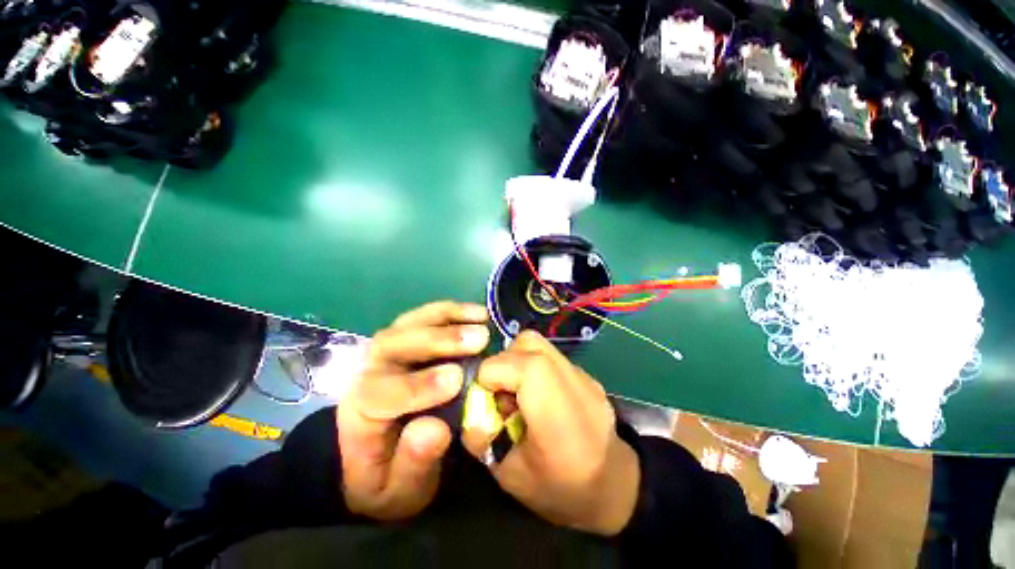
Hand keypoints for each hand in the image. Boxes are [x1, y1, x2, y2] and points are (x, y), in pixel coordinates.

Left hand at [338, 301, 489, 519]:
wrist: (374, 458)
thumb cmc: (388, 477)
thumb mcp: (398, 493)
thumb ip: (413, 465)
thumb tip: (435, 428)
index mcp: (360, 414)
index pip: (379, 393)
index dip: (417, 386)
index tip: (455, 380)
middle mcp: (368, 373)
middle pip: (393, 345)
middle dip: (438, 340)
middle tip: (479, 339)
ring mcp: (387, 351)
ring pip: (408, 323)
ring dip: (447, 317)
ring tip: (481, 318)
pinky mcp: (404, 339)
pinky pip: (422, 317)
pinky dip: (449, 311)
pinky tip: (475, 313)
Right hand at [461, 331, 639, 535]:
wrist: (616, 488)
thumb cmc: (561, 488)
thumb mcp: (510, 476)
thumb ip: (481, 438)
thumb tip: (471, 409)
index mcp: (552, 406)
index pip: (510, 363)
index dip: (488, 378)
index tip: (487, 402)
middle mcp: (569, 379)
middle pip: (526, 343)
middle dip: (503, 363)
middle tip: (502, 394)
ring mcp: (581, 373)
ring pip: (538, 344)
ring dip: (519, 360)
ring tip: (519, 392)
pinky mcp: (585, 374)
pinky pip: (551, 356)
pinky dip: (536, 367)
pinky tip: (541, 396)